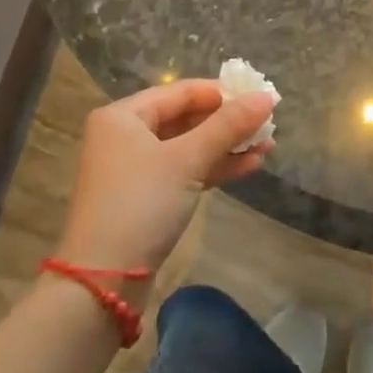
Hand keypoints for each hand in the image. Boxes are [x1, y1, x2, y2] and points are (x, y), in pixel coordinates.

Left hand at [55, 80, 275, 287]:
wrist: (103, 281)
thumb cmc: (141, 204)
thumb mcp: (187, 159)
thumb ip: (228, 125)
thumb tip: (267, 97)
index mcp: (124, 116)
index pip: (182, 91)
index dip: (224, 93)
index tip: (261, 98)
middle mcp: (126, 136)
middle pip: (186, 118)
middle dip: (229, 122)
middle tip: (269, 123)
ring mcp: (135, 169)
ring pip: (189, 147)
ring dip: (227, 146)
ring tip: (268, 146)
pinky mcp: (147, 198)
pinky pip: (185, 171)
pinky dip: (214, 167)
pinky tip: (250, 166)